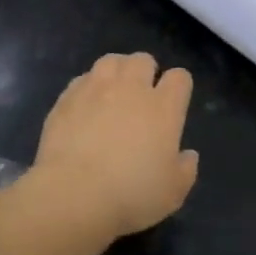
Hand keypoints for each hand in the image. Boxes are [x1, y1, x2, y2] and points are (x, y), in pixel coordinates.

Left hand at [33, 53, 198, 238]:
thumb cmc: (131, 195)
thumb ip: (185, 170)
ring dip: (116, 71)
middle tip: (141, 95)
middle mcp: (131, 89)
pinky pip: (82, 79)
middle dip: (146, 72)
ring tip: (112, 91)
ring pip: (111, 61)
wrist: (74, 193)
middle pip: (143, 60)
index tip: (174, 100)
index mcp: (163, 108)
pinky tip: (85, 106)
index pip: (179, 78)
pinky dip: (88, 87)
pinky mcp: (67, 98)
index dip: (179, 85)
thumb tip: (188, 155)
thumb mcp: (172, 193)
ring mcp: (96, 89)